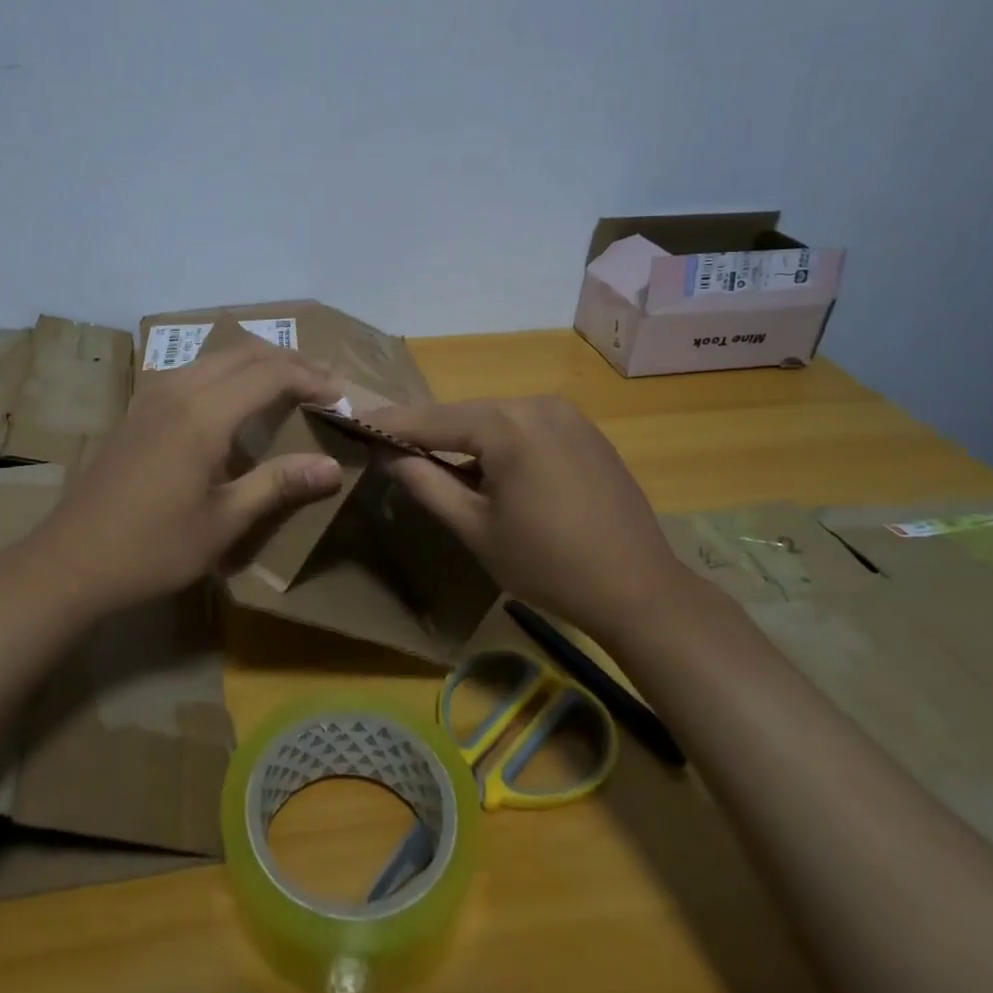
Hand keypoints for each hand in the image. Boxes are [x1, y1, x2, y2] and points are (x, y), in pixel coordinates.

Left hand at [23, 340, 345, 614]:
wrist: (70, 561)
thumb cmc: (152, 548)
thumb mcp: (223, 523)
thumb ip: (278, 485)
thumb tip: (332, 467)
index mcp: (202, 415)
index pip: (270, 375)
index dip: (311, 380)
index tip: (342, 396)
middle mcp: (177, 390)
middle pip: (244, 352)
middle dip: (290, 361)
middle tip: (324, 384)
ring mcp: (152, 395)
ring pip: (216, 357)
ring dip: (258, 363)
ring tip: (289, 386)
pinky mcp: (138, 407)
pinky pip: (194, 370)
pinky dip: (228, 373)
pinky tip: (236, 401)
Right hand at [370, 396, 697, 631]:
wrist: (638, 589)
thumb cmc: (547, 564)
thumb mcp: (474, 528)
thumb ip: (425, 483)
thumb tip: (388, 453)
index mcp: (508, 425)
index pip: (431, 418)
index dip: (390, 423)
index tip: (353, 422)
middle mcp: (537, 404)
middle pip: (464, 414)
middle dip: (426, 431)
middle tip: (388, 446)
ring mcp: (566, 414)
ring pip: (494, 419)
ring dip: (462, 438)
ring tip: (431, 460)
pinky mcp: (584, 430)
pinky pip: (524, 427)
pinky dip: (497, 442)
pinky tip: (487, 469)